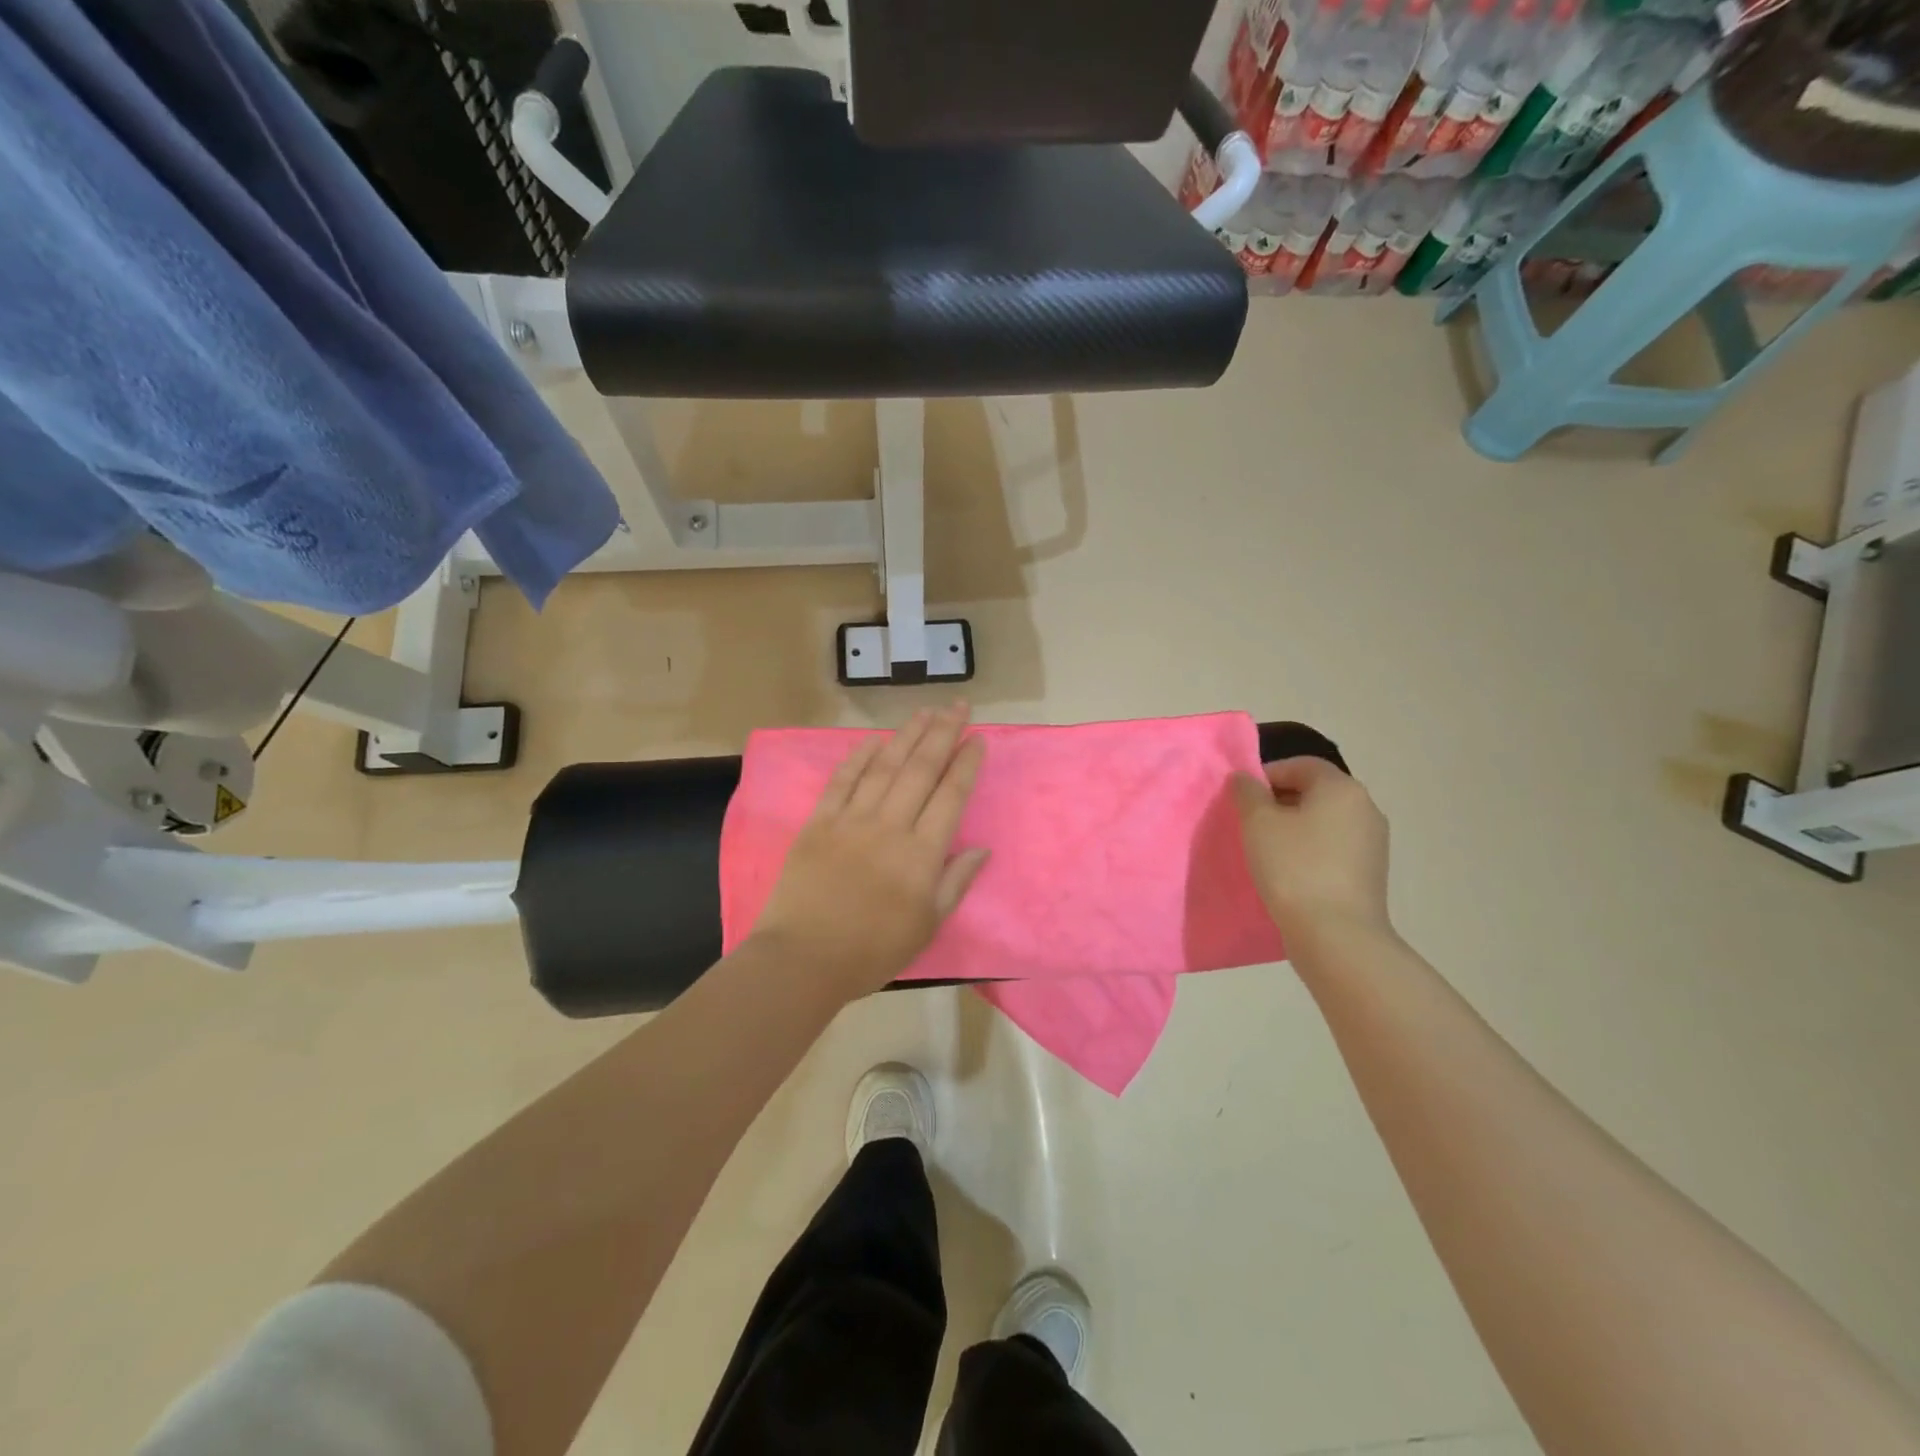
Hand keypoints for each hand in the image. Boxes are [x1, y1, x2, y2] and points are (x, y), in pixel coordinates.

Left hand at [751, 704, 989, 1000]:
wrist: (803, 960)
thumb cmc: (872, 951)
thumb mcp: (927, 925)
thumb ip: (956, 882)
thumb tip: (981, 847)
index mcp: (921, 854)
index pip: (950, 795)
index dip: (966, 763)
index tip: (978, 738)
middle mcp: (889, 826)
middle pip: (921, 769)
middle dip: (943, 733)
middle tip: (958, 706)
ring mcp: (851, 820)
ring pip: (885, 766)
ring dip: (907, 735)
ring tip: (925, 711)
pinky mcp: (819, 822)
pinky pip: (842, 780)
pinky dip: (859, 756)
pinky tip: (876, 739)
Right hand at [1231, 756, 1391, 944]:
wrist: (1336, 935)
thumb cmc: (1293, 868)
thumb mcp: (1258, 823)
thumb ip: (1248, 792)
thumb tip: (1246, 778)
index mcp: (1342, 789)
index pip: (1302, 765)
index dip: (1267, 774)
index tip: (1242, 797)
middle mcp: (1365, 809)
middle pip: (1315, 792)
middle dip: (1279, 801)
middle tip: (1249, 823)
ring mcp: (1373, 843)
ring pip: (1324, 822)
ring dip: (1294, 828)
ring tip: (1265, 850)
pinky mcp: (1370, 873)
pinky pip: (1333, 848)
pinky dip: (1310, 851)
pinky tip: (1288, 872)